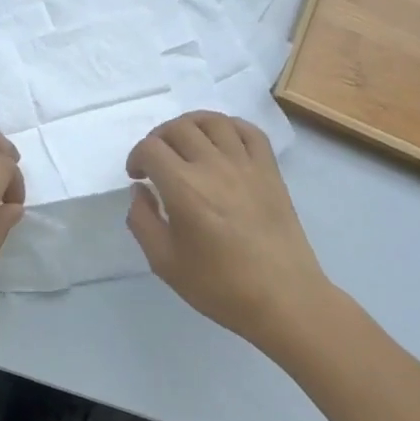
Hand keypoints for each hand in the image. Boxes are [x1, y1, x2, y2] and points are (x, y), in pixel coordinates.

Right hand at [125, 111, 332, 342]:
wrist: (283, 299)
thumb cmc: (220, 286)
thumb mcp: (164, 263)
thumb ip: (142, 221)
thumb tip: (140, 191)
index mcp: (184, 189)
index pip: (150, 148)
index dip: (136, 157)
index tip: (137, 177)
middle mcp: (213, 166)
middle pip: (178, 128)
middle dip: (159, 139)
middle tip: (157, 161)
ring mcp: (246, 164)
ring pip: (213, 121)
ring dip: (191, 125)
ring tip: (185, 144)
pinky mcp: (270, 170)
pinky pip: (249, 131)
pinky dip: (229, 127)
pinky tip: (221, 142)